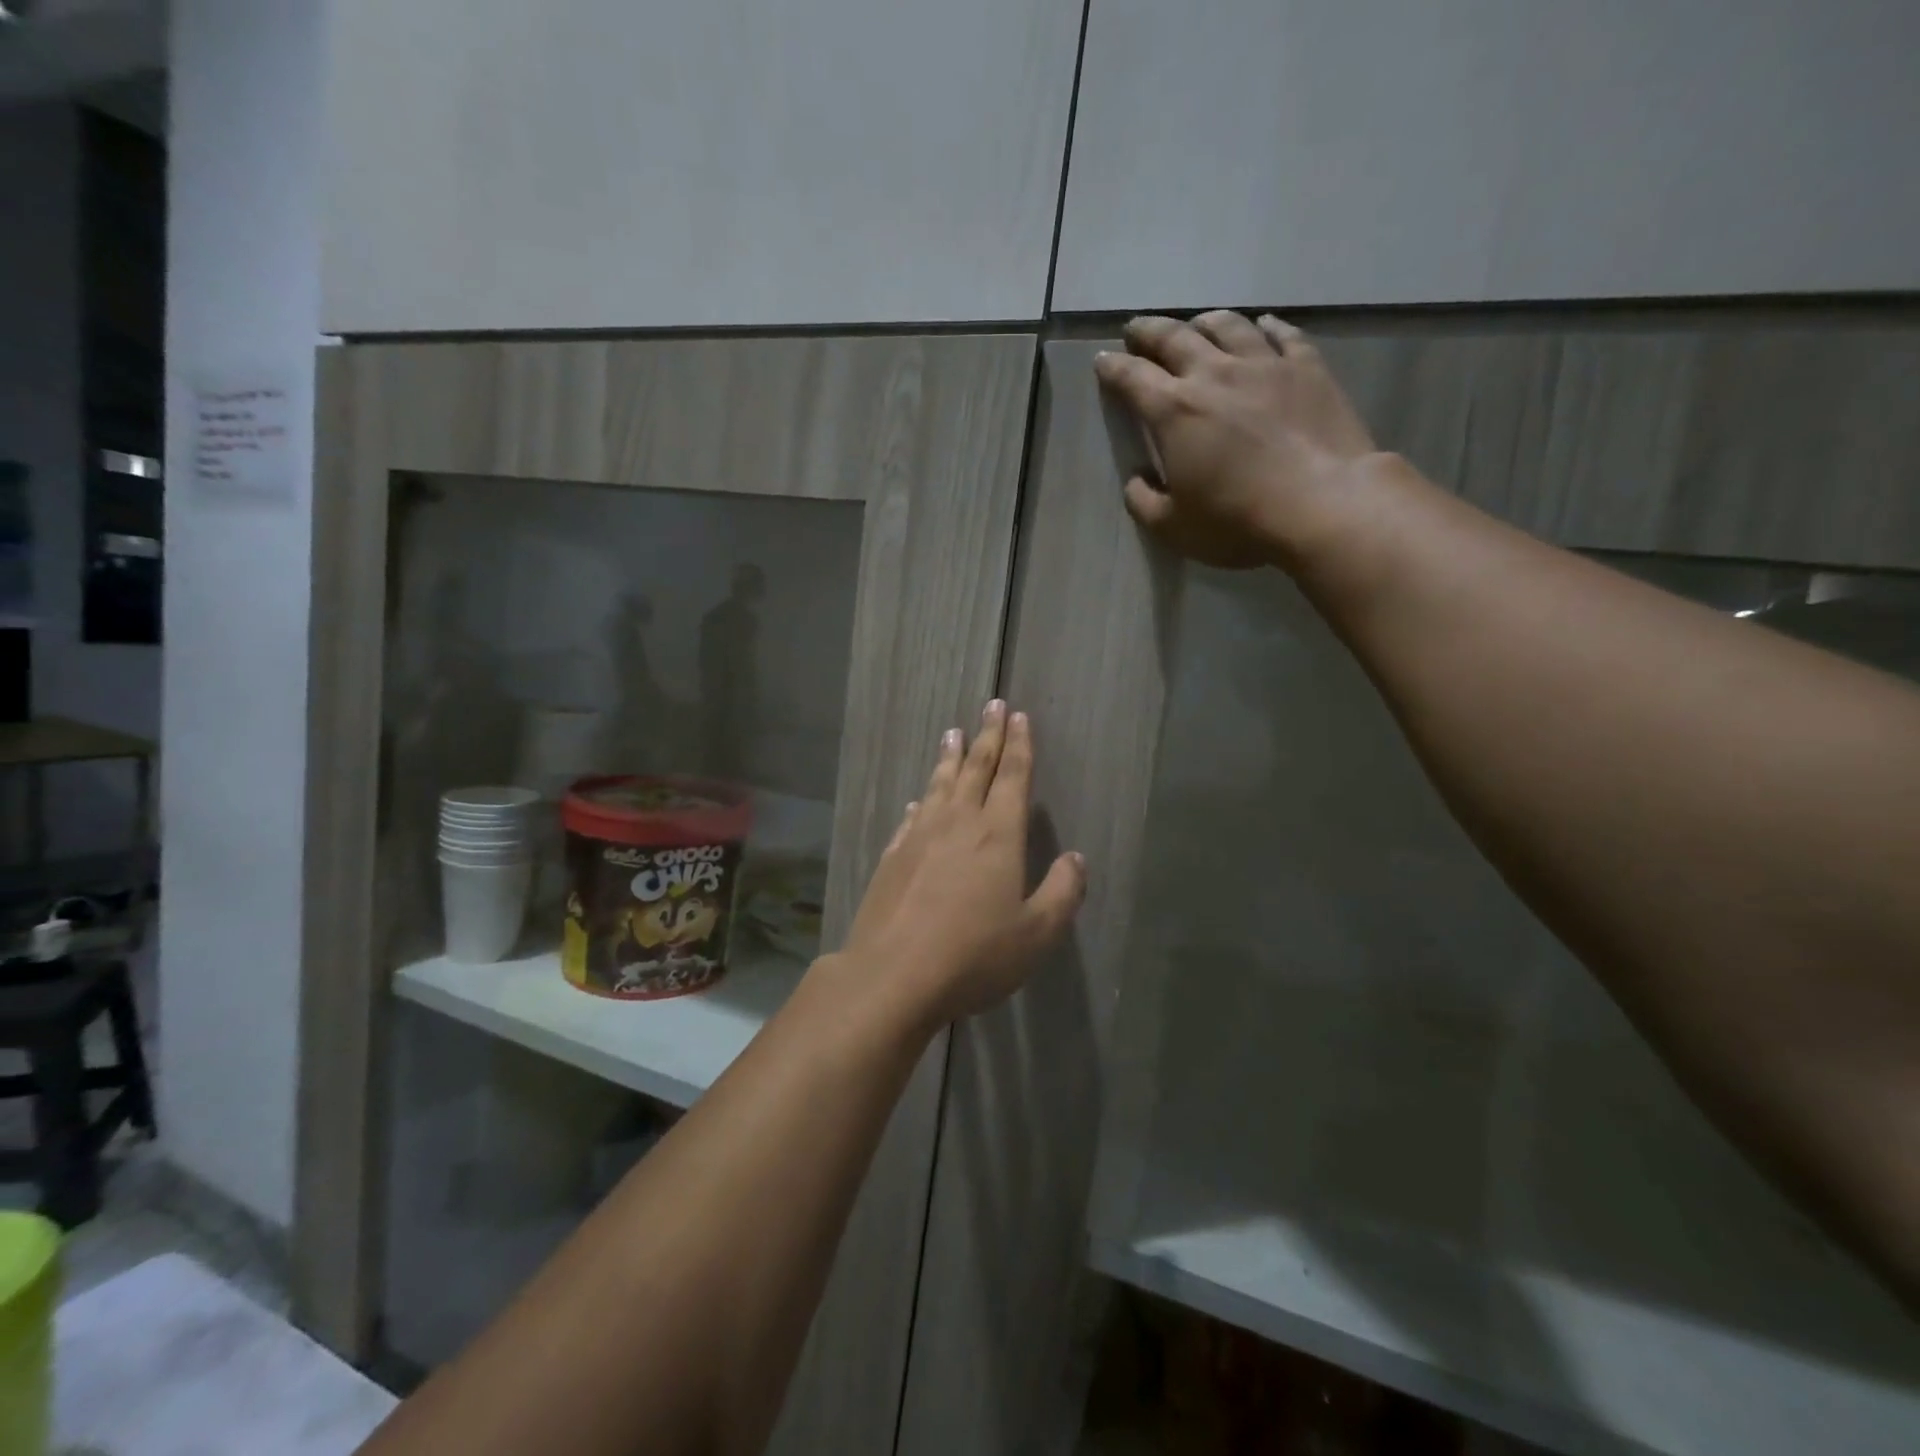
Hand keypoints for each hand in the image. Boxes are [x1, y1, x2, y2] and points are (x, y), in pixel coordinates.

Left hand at [840, 700, 1085, 1025]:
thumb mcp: (1036, 933)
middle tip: (991, 705)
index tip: (1018, 716)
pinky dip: (921, 800)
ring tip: (953, 733)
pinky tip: (919, 798)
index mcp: (998, 834)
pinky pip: (912, 816)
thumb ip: (1063, 893)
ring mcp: (920, 837)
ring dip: (950, 757)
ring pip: (940, 785)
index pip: (1013, 777)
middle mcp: (959, 823)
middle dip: (987, 736)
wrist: (893, 974)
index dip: (1019, 745)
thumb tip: (1076, 859)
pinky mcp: (894, 857)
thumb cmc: (974, 955)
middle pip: (976, 768)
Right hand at [1094, 311, 1379, 569]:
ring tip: (1195, 325)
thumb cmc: (1237, 520)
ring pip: (1227, 326)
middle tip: (1136, 329)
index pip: (1133, 378)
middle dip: (1149, 331)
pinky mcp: (1308, 368)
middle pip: (1175, 338)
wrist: (1322, 504)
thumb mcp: (1174, 527)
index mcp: (1174, 412)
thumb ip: (1144, 502)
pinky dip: (1266, 327)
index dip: (1113, 367)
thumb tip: (1137, 481)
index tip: (1102, 360)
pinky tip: (1262, 325)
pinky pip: (1283, 335)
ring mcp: (1264, 365)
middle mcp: (1214, 375)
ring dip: (1203, 322)